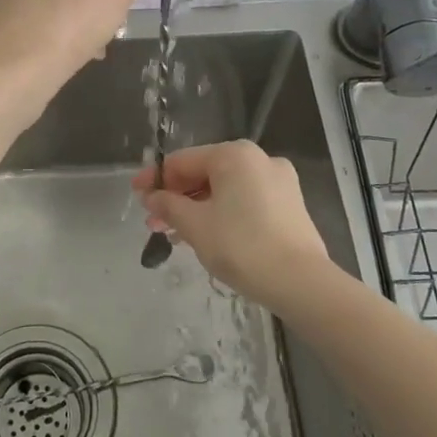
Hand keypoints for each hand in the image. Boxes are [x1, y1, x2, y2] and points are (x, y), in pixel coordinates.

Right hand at [132, 141, 332, 313]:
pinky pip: (244, 201)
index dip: (155, 179)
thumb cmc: (241, 246)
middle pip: (205, 173)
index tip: (135, 195)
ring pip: (225, 189)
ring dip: (197, 208)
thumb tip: (152, 197)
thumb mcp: (194, 225)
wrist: (300, 282)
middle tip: (152, 221)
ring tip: (174, 234)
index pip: (183, 161)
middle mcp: (259, 159)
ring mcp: (278, 181)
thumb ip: (168, 205)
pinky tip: (206, 235)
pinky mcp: (289, 205)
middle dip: (176, 197)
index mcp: (234, 155)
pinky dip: (221, 213)